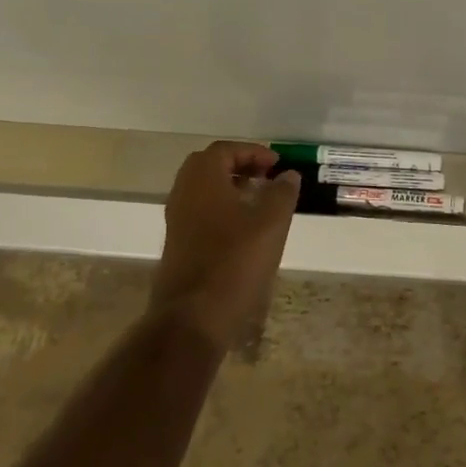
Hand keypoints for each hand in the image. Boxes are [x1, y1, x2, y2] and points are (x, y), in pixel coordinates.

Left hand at [150, 141, 300, 349]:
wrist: (194, 315)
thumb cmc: (235, 261)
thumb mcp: (271, 223)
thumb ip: (282, 193)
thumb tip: (288, 175)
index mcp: (202, 180)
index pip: (225, 150)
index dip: (253, 152)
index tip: (277, 163)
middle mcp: (184, 194)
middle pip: (208, 166)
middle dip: (239, 166)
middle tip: (267, 176)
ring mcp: (177, 221)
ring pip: (203, 190)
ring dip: (230, 187)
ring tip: (260, 200)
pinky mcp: (179, 244)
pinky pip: (201, 211)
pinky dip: (222, 208)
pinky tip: (246, 228)